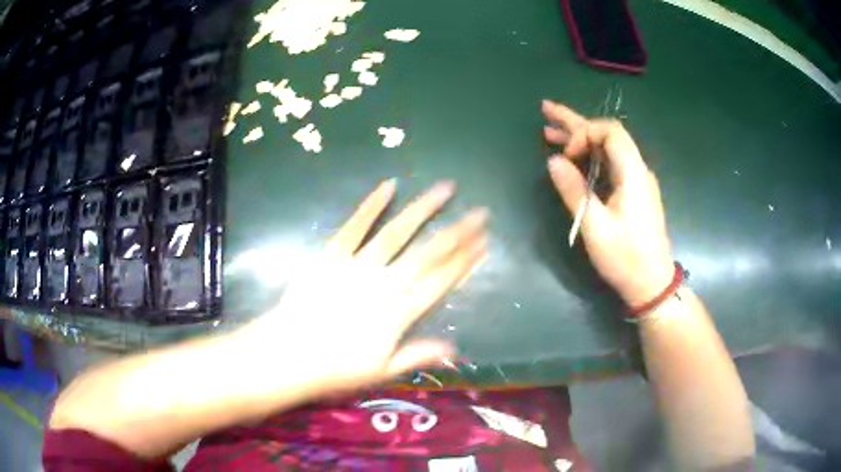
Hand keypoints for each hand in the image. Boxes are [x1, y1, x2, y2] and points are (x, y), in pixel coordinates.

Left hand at [237, 180, 487, 394]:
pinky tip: (389, 186)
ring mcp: (358, 265)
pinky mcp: (332, 254)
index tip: (484, 243)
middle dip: (458, 232)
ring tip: (445, 189)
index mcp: (399, 312)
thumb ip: (417, 355)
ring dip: (424, 210)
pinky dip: (371, 206)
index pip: (441, 281)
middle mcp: (385, 283)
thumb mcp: (381, 371)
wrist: (289, 354)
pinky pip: (355, 226)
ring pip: (398, 232)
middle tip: (480, 213)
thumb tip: (455, 349)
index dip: (465, 262)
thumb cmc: (335, 368)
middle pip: (429, 253)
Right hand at [542, 101, 672, 306]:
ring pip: (607, 149)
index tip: (566, 154)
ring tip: (550, 130)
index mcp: (633, 173)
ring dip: (580, 139)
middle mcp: (637, 170)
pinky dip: (589, 157)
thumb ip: (574, 191)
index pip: (610, 132)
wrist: (652, 284)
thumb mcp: (595, 227)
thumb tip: (553, 161)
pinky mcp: (633, 192)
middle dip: (575, 122)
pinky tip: (571, 158)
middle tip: (546, 110)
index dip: (584, 133)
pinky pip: (610, 165)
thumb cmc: (626, 258)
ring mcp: (636, 181)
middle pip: (606, 135)